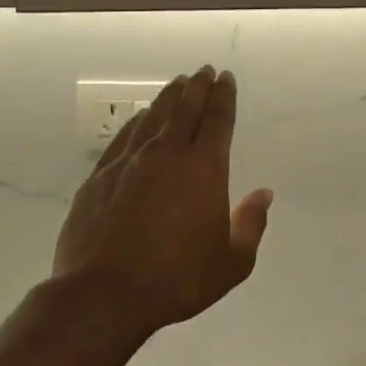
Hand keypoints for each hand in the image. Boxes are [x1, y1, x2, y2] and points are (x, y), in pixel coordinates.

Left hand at [52, 68, 272, 336]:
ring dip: (168, 97)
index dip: (224, 96)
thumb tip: (264, 194)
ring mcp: (129, 162)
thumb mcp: (232, 262)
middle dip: (198, 86)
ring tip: (177, 84)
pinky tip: (140, 117)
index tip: (226, 78)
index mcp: (204, 168)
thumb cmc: (178, 278)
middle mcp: (167, 154)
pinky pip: (124, 137)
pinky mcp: (100, 176)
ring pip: (153, 117)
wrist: (104, 294)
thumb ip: (251, 223)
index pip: (217, 119)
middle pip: (185, 108)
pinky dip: (137, 121)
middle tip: (204, 70)